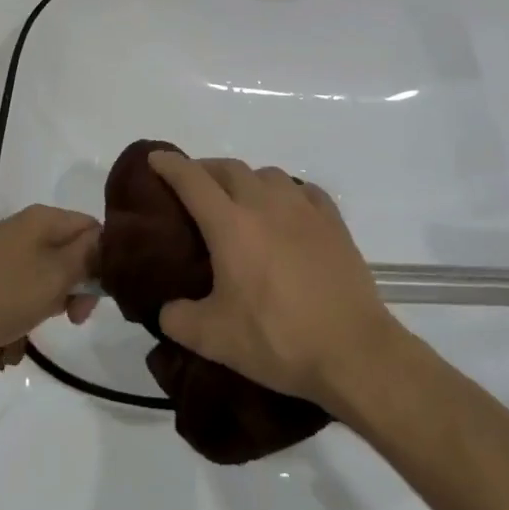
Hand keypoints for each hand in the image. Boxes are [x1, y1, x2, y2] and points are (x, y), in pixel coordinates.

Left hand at [0, 205, 99, 367]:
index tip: (94, 299)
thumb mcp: (57, 275)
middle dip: (77, 286)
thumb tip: (106, 242)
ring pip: (46, 270)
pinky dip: (27, 304)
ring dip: (52, 299)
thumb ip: (89, 256)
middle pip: (70, 250)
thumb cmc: (5, 292)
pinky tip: (17, 328)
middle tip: (72, 319)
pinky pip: (21, 283)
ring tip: (39, 325)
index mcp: (45, 217)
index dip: (103, 262)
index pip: (93, 228)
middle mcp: (25, 224)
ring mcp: (2, 247)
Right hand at [148, 153, 403, 408]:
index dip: (170, 165)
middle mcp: (265, 204)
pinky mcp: (333, 222)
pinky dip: (286, 192)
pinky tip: (287, 210)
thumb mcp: (213, 340)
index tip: (156, 158)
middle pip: (229, 169)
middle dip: (205, 170)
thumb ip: (178, 319)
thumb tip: (167, 309)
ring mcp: (304, 209)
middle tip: (193, 186)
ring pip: (268, 174)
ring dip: (246, 179)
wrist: (353, 351)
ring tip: (240, 201)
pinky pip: (303, 190)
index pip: (192, 179)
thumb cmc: (277, 339)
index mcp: (230, 225)